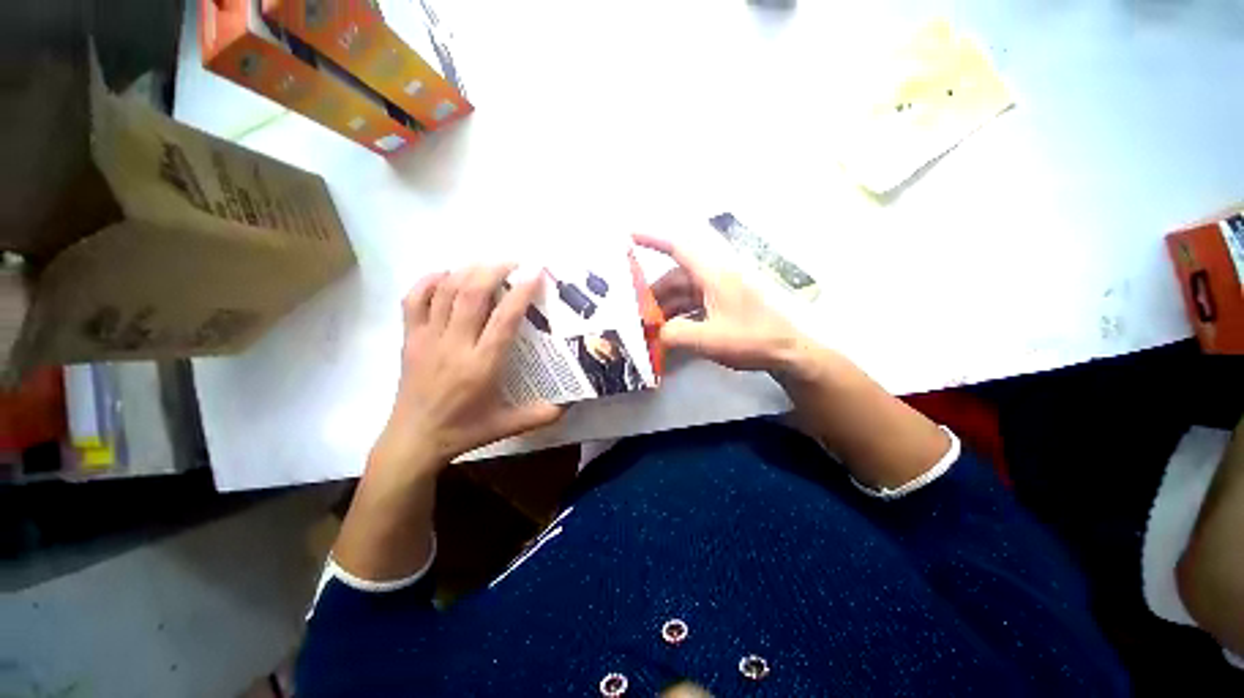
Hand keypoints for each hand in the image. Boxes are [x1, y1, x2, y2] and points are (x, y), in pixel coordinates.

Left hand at [370, 265, 563, 477]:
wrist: (413, 439)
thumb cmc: (463, 431)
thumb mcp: (507, 426)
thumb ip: (541, 414)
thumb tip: (572, 404)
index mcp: (481, 366)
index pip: (504, 319)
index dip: (521, 292)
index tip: (536, 273)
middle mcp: (454, 346)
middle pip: (471, 294)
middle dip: (494, 270)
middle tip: (514, 263)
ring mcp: (427, 339)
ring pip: (445, 291)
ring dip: (468, 270)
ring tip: (488, 265)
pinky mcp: (410, 338)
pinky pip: (414, 299)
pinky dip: (430, 280)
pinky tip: (447, 275)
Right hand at [634, 233, 810, 374]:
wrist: (789, 352)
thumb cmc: (752, 339)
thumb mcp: (709, 340)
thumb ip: (675, 334)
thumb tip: (656, 332)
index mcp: (713, 275)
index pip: (678, 248)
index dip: (653, 239)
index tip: (629, 236)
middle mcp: (715, 278)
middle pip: (676, 276)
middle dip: (654, 292)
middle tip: (635, 311)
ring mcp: (720, 292)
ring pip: (684, 292)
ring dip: (666, 306)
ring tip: (650, 326)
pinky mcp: (724, 305)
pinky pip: (694, 304)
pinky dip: (679, 314)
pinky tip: (670, 331)